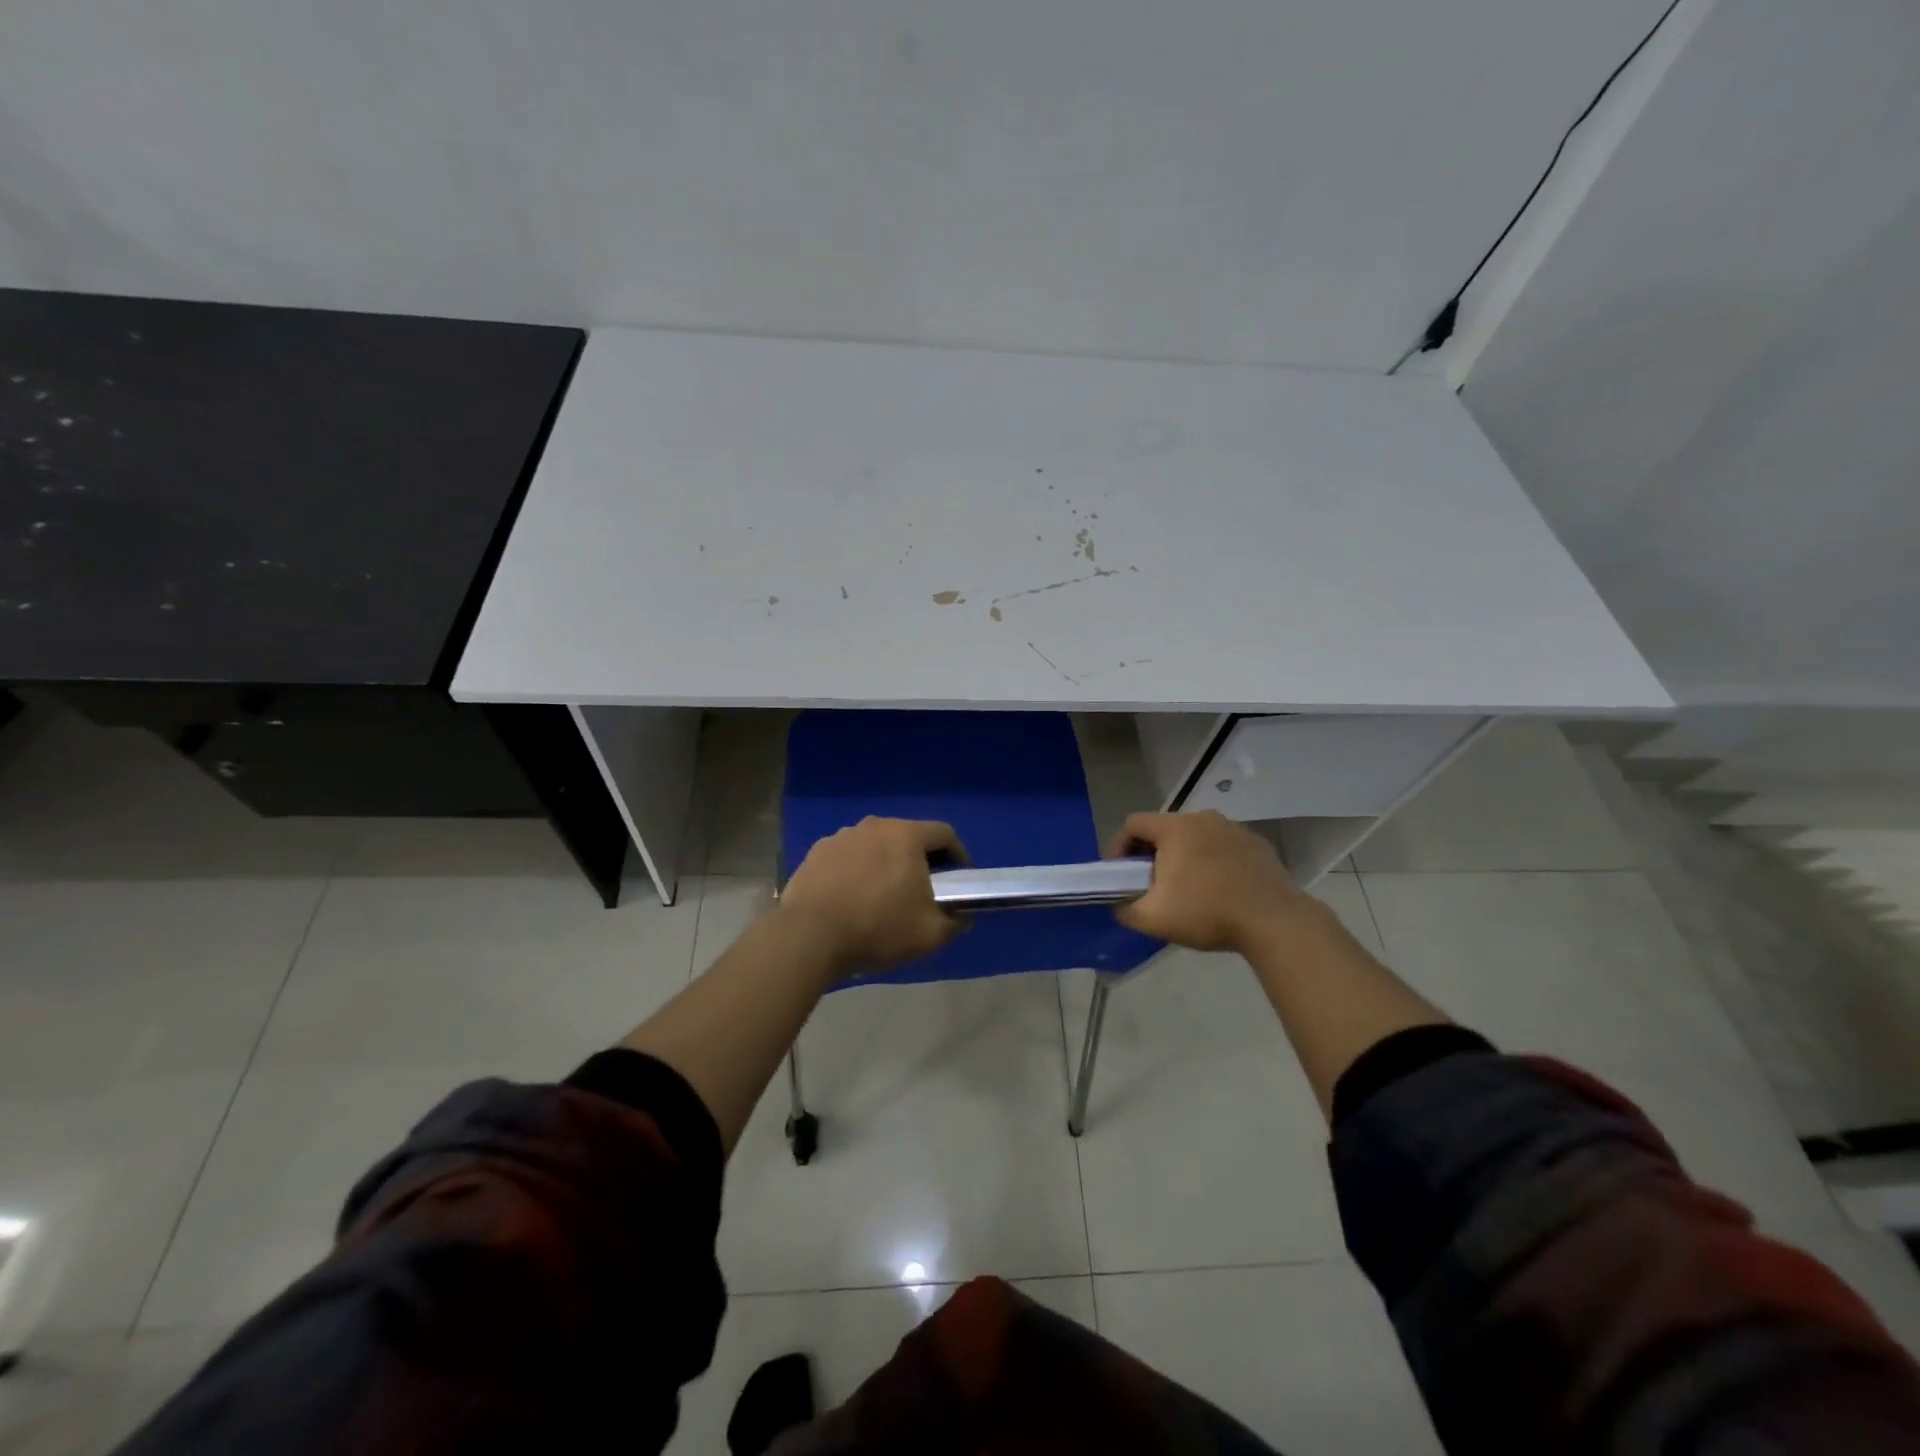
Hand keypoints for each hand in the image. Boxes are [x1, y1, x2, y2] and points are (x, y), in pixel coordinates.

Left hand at [779, 817, 967, 973]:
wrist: (808, 937)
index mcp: (906, 835)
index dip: (958, 855)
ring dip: (885, 864)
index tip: (959, 880)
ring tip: (883, 896)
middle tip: (922, 891)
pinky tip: (851, 898)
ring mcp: (841, 836)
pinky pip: (847, 857)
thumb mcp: (930, 934)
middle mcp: (874, 825)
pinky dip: (856, 871)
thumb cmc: (877, 928)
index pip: (944, 833)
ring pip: (875, 845)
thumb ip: (955, 921)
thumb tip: (962, 915)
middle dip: (920, 860)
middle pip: (908, 836)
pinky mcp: (816, 852)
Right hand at [1107, 810, 1307, 953]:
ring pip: (1195, 837)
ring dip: (1183, 856)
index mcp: (1175, 827)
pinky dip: (1211, 861)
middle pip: (1164, 829)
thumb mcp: (1153, 919)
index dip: (1118, 847)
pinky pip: (1222, 846)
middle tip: (1150, 883)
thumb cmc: (1207, 912)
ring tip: (1186, 888)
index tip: (1119, 873)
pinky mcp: (1257, 844)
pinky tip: (1218, 889)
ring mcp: (1233, 828)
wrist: (1274, 921)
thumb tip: (1118, 905)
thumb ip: (1125, 910)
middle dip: (1151, 853)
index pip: (1133, 824)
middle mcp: (1203, 818)